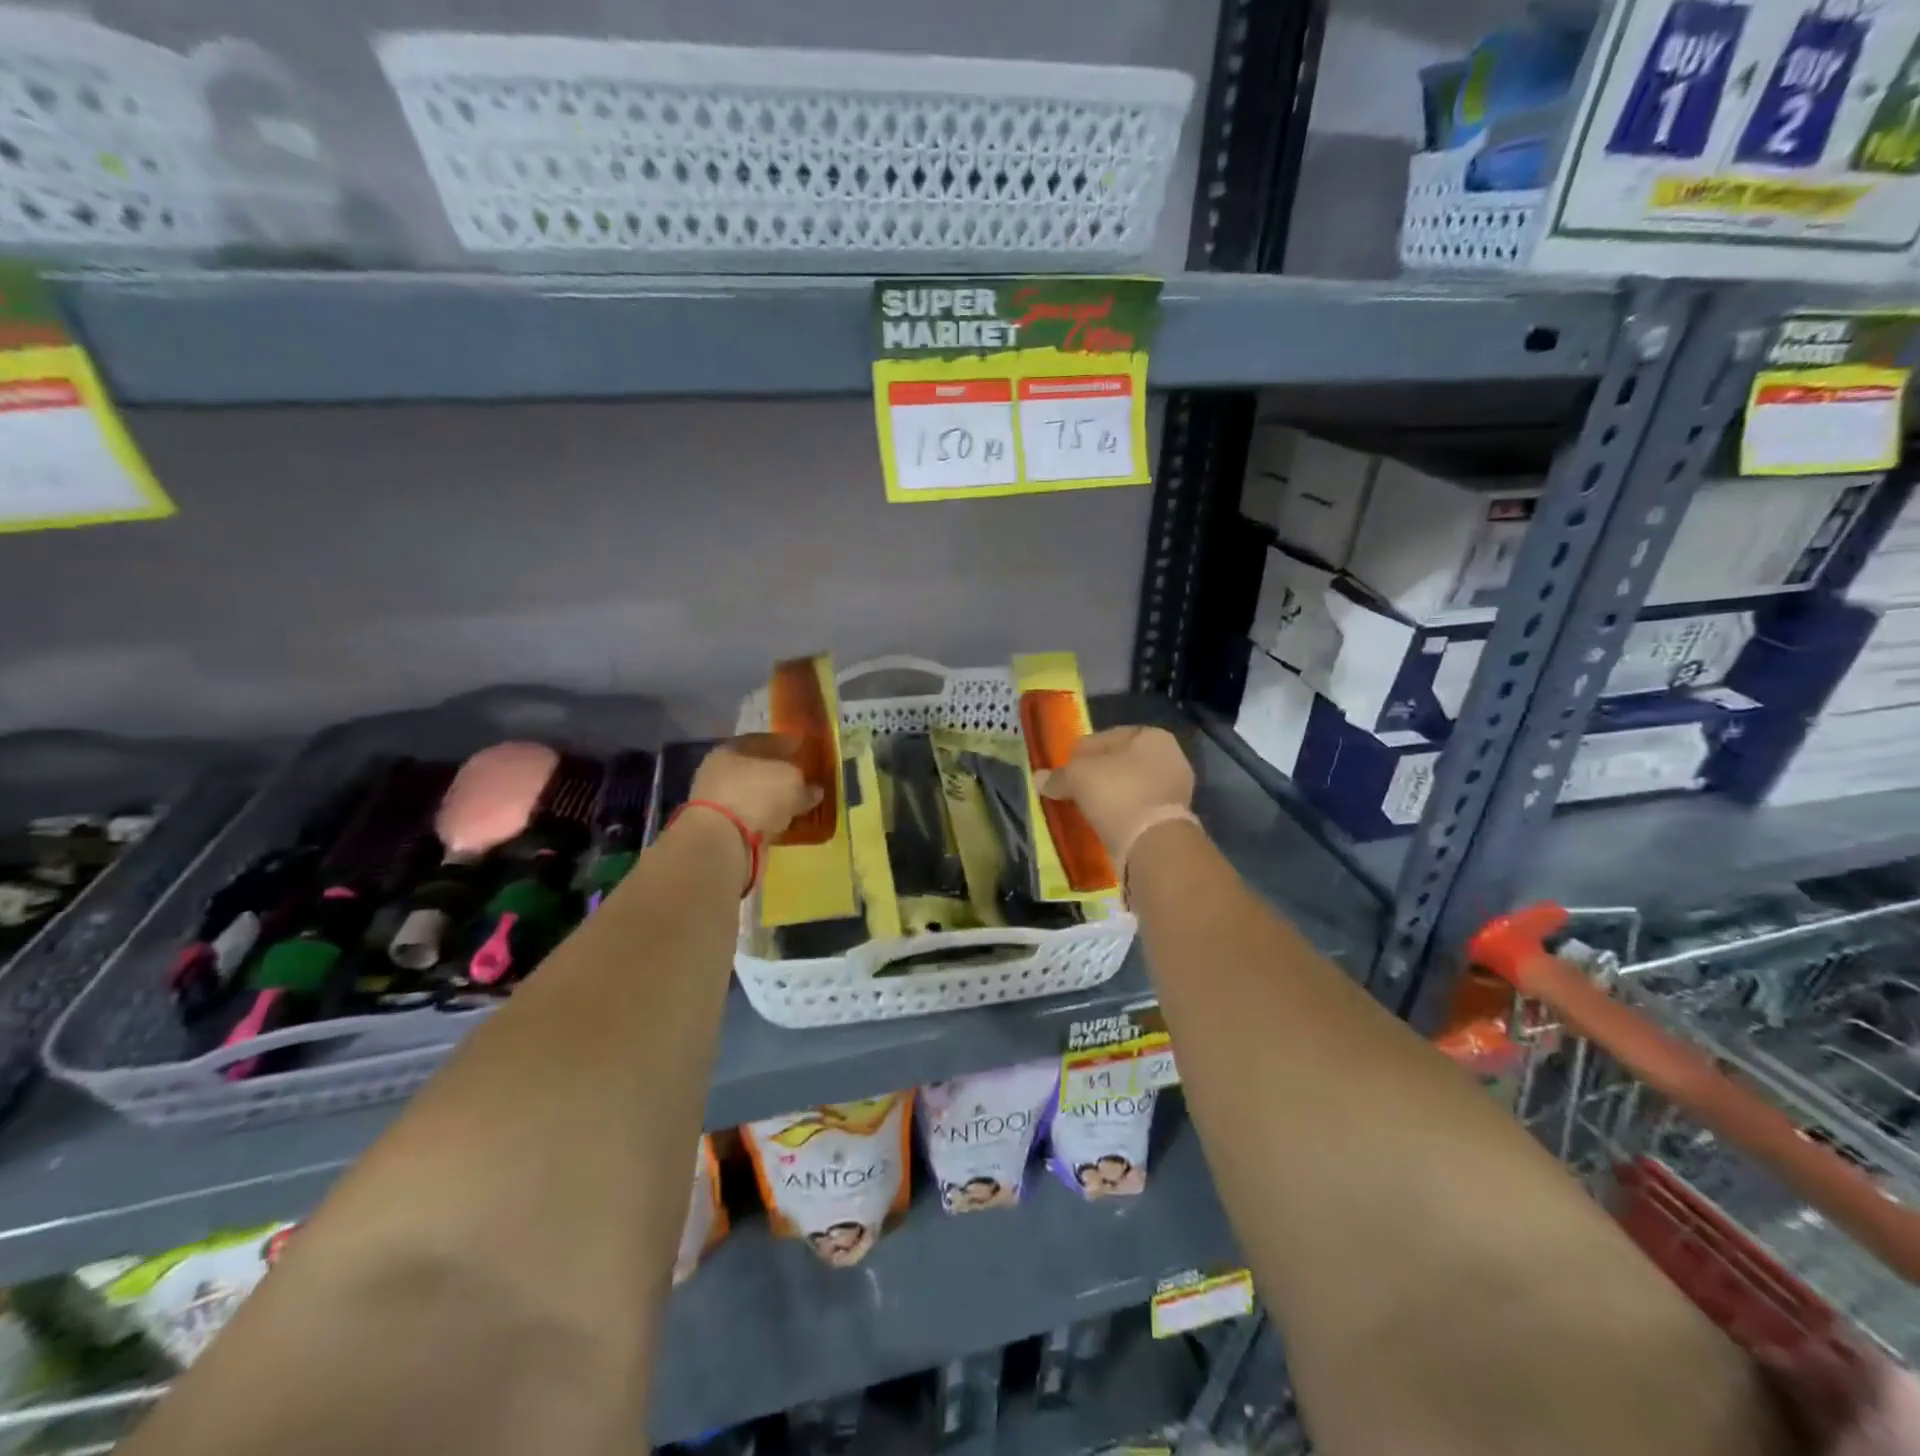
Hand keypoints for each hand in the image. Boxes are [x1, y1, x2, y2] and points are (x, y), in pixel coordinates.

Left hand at [690, 735, 822, 839]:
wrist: (724, 840)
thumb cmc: (757, 794)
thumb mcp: (792, 780)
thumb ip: (805, 783)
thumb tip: (814, 791)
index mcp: (732, 749)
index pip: (765, 741)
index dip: (787, 745)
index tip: (805, 752)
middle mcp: (721, 771)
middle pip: (758, 769)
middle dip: (780, 774)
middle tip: (804, 780)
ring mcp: (720, 801)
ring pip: (755, 795)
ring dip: (774, 800)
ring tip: (798, 805)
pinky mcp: (724, 828)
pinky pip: (754, 819)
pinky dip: (768, 820)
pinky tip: (785, 823)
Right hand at [1039, 726, 1194, 857]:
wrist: (1152, 843)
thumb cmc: (1117, 793)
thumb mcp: (1078, 776)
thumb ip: (1058, 775)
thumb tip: (1038, 778)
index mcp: (1153, 736)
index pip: (1107, 736)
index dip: (1082, 751)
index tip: (1065, 768)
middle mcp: (1171, 758)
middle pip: (1120, 762)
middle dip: (1096, 775)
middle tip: (1072, 788)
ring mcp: (1175, 790)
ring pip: (1129, 787)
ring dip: (1108, 796)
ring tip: (1084, 808)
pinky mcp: (1172, 819)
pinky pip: (1137, 809)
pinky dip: (1120, 814)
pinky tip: (1101, 822)